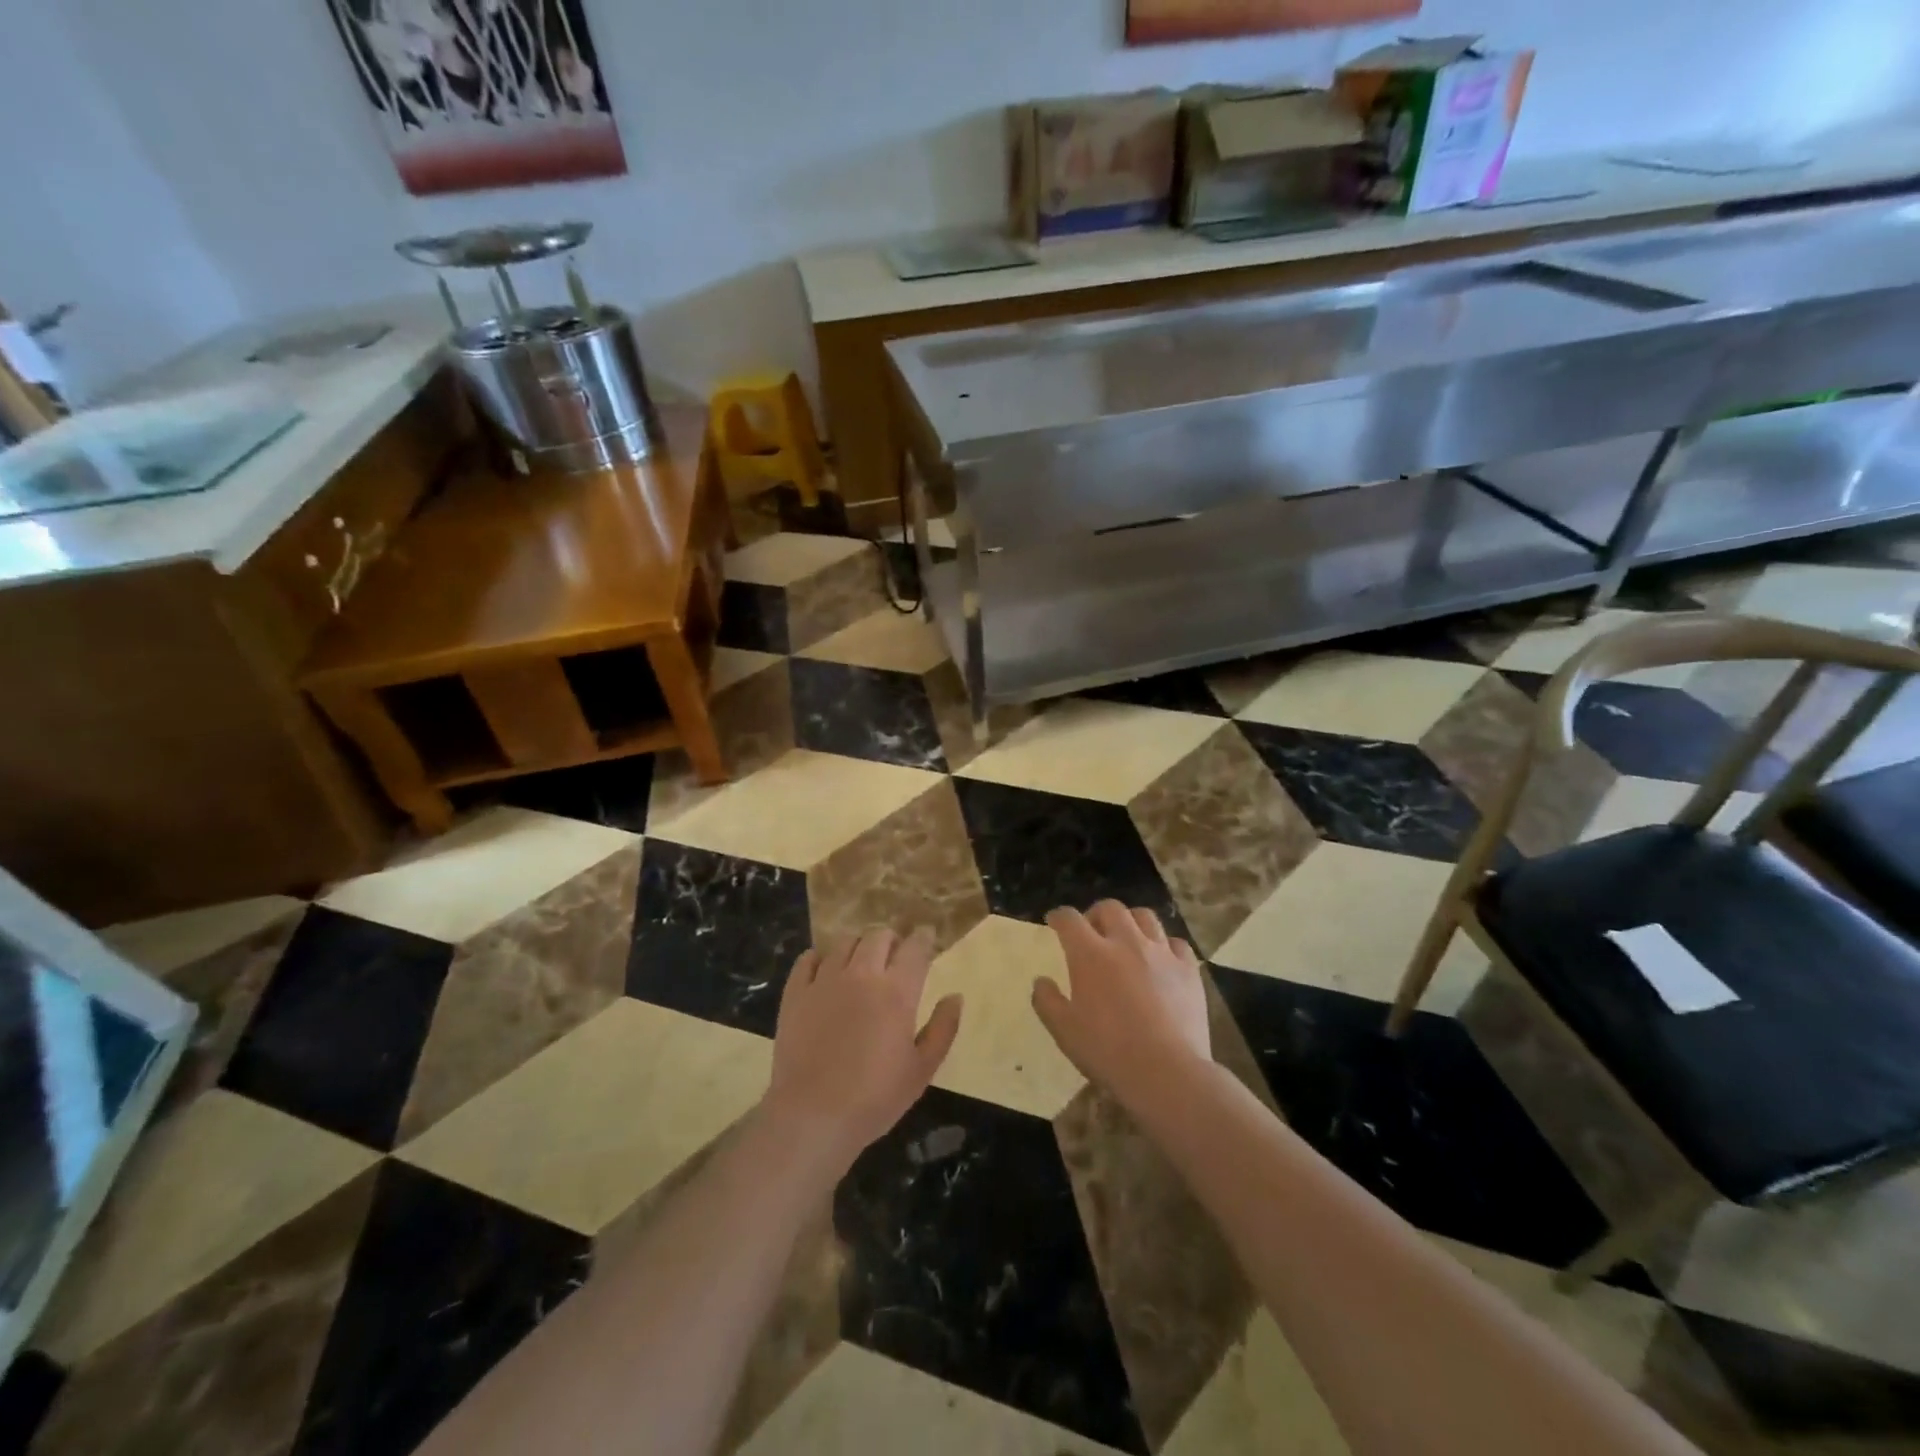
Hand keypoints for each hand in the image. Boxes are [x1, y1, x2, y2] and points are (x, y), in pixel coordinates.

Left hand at [762, 927, 962, 1173]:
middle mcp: (861, 975)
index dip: (924, 938)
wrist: (812, 1116)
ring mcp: (825, 981)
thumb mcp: (922, 1070)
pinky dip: (820, 958)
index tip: (927, 939)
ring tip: (860, 963)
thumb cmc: (875, 1098)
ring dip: (858, 947)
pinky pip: (807, 959)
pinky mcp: (795, 993)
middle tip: (894, 956)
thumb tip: (955, 996)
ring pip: (844, 942)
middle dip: (891, 940)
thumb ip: (943, 1029)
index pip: (915, 947)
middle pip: (878, 935)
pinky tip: (824, 971)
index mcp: (897, 991)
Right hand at [1033, 902, 1210, 1111]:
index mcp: (1090, 954)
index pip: (1069, 919)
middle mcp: (1126, 942)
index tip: (1055, 922)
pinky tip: (1161, 960)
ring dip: (1131, 922)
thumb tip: (1041, 981)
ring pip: (1145, 916)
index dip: (1059, 917)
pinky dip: (1164, 945)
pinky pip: (1176, 943)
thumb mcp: (1064, 1031)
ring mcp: (1161, 953)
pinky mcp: (1188, 969)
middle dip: (1096, 914)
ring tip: (1127, 938)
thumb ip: (1047, 1002)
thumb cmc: (1108, 1052)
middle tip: (1093, 931)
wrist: (1167, 1073)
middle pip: (1110, 908)